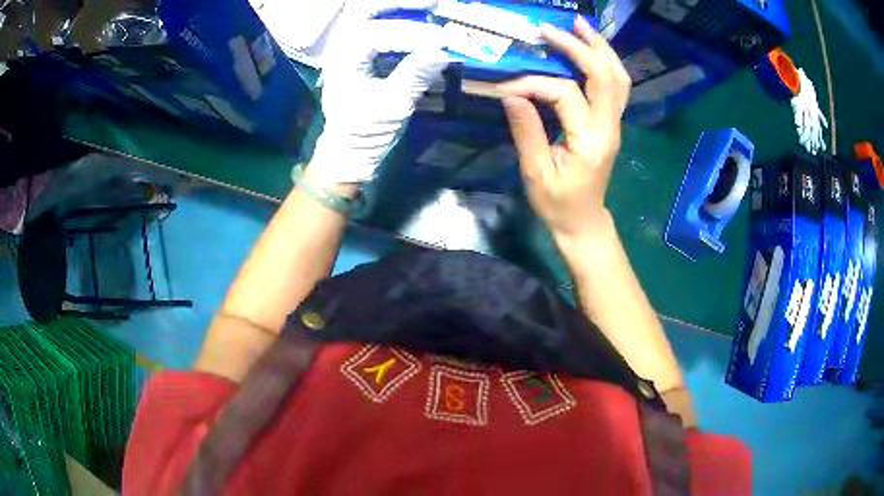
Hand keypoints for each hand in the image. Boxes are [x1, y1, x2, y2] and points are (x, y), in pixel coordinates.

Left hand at [305, 2, 448, 184]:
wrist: (348, 147)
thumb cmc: (366, 131)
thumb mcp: (392, 107)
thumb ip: (414, 76)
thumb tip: (442, 52)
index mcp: (343, 61)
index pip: (377, 35)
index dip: (410, 34)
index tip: (441, 39)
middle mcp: (341, 46)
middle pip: (365, 9)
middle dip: (399, 4)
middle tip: (432, 3)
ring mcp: (348, 46)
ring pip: (369, 13)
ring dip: (398, 7)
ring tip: (430, 5)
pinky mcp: (358, 50)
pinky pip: (377, 24)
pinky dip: (397, 18)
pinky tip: (419, 18)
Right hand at [495, 16, 630, 240]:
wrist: (584, 221)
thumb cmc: (558, 203)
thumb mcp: (536, 173)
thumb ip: (526, 131)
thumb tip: (510, 94)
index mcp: (590, 141)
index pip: (565, 95)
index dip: (534, 84)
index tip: (506, 88)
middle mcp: (609, 127)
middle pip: (605, 75)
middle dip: (579, 47)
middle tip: (551, 29)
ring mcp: (615, 124)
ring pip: (618, 77)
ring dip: (600, 48)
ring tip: (580, 26)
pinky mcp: (611, 122)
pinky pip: (616, 86)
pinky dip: (604, 62)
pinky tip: (590, 48)